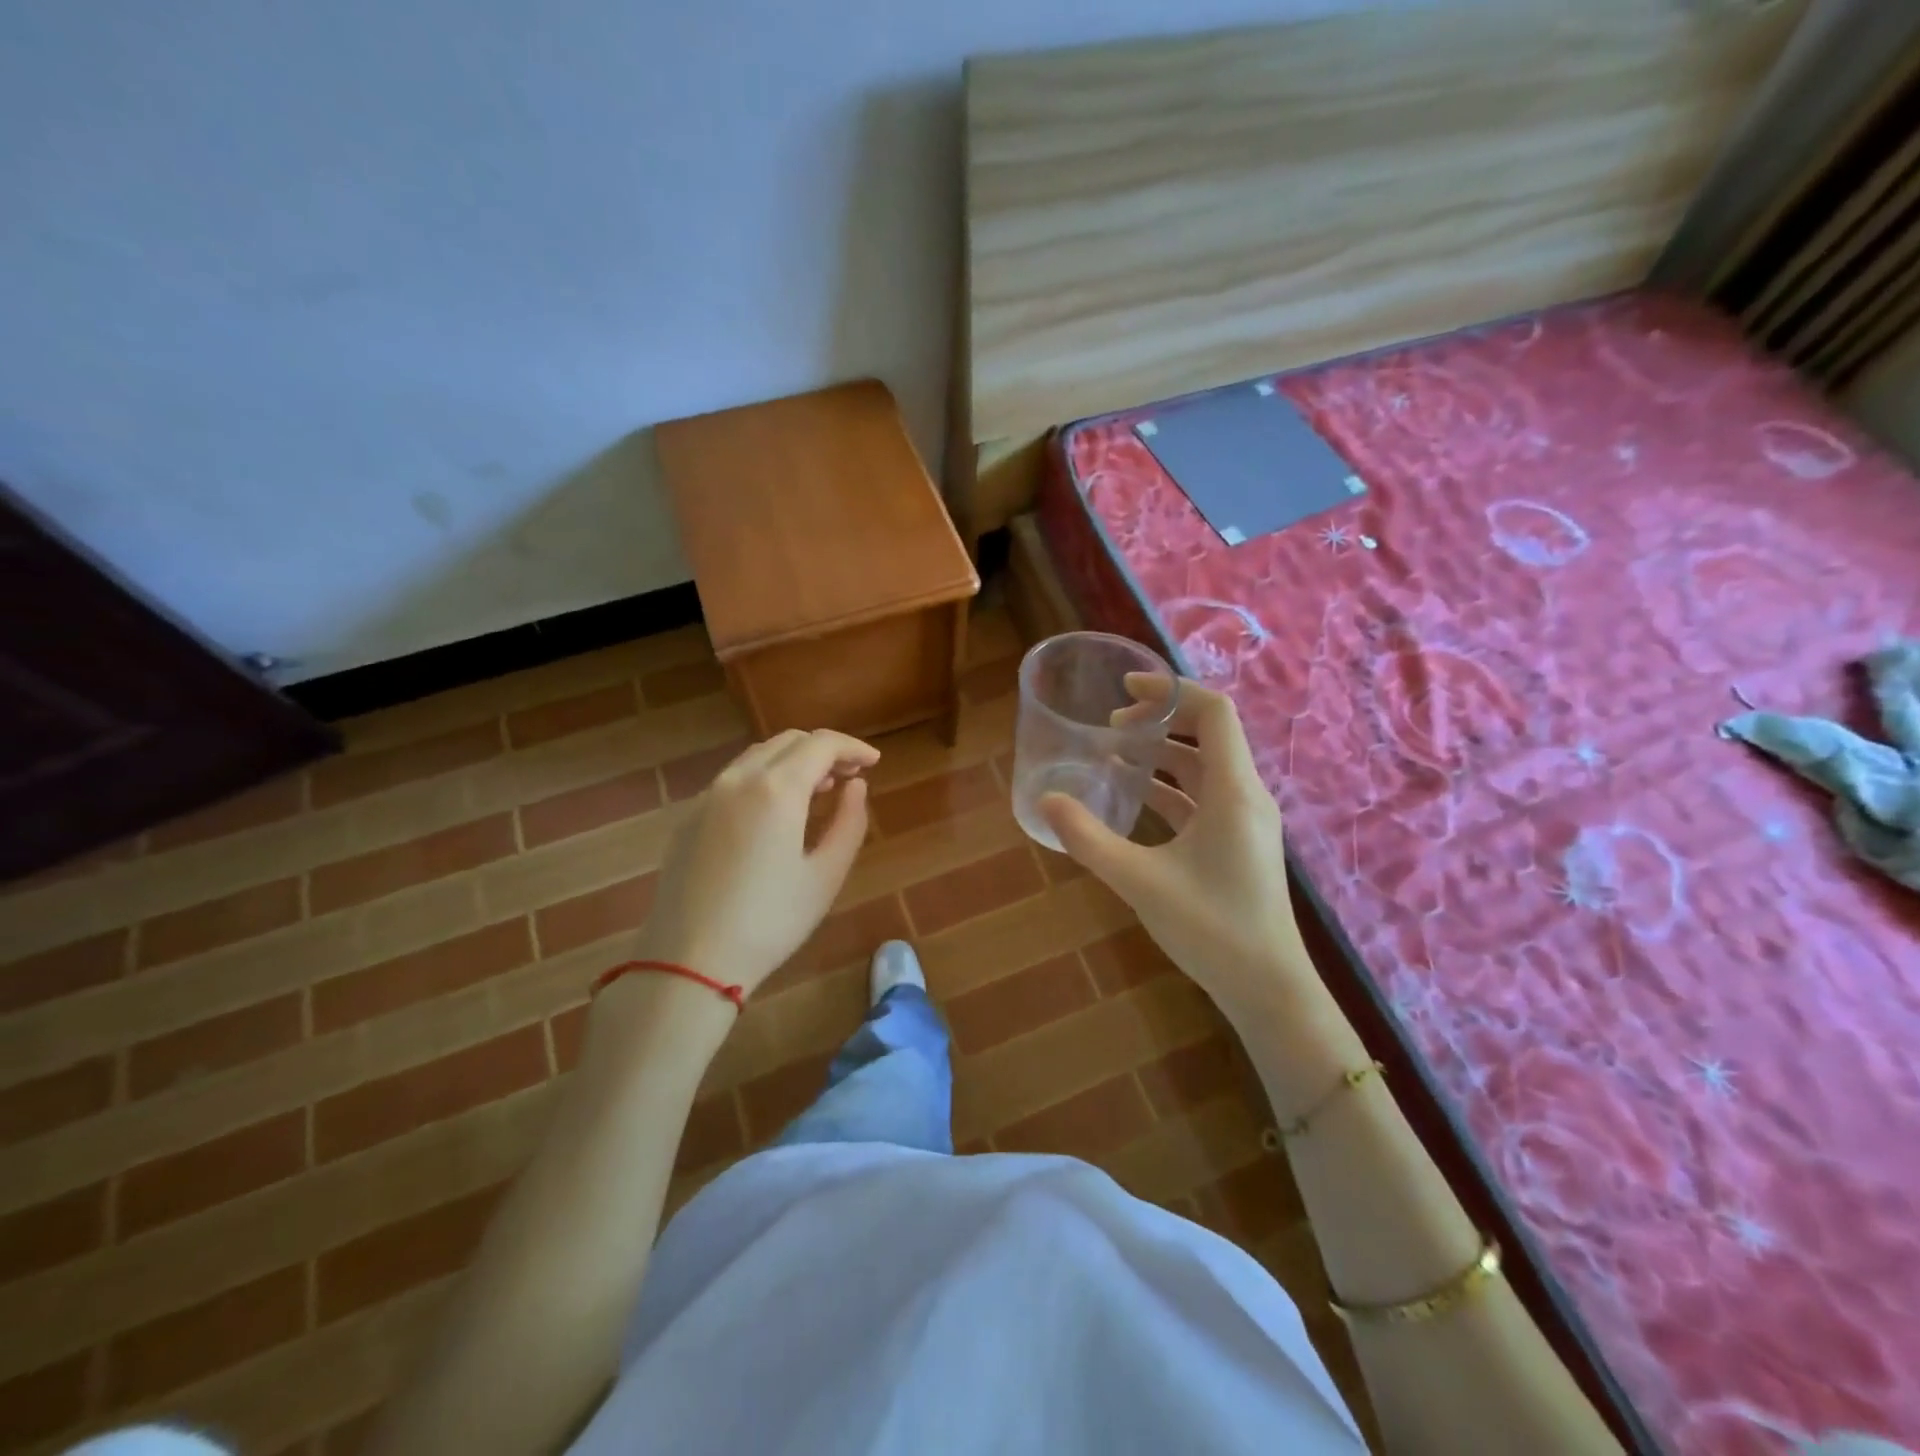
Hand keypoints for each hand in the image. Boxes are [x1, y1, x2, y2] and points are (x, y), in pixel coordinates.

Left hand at [635, 729, 877, 995]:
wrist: (689, 961)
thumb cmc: (770, 921)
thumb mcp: (826, 875)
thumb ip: (849, 822)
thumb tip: (855, 786)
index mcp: (776, 789)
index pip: (821, 744)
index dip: (852, 747)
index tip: (873, 763)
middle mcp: (738, 779)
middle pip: (788, 741)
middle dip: (824, 751)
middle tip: (850, 777)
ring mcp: (707, 796)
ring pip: (758, 756)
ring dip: (793, 762)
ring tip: (818, 790)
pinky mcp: (688, 817)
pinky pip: (734, 779)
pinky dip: (764, 778)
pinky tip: (775, 812)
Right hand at [1040, 678, 1308, 1020]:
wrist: (1268, 989)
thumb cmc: (1210, 928)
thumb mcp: (1139, 881)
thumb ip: (1088, 839)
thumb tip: (1045, 801)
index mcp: (1233, 791)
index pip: (1213, 712)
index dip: (1170, 690)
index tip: (1125, 690)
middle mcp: (1246, 795)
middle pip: (1209, 733)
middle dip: (1161, 719)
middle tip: (1113, 725)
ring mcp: (1246, 820)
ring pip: (1206, 767)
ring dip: (1164, 753)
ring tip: (1116, 754)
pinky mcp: (1240, 843)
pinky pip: (1205, 797)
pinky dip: (1171, 787)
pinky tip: (1135, 797)